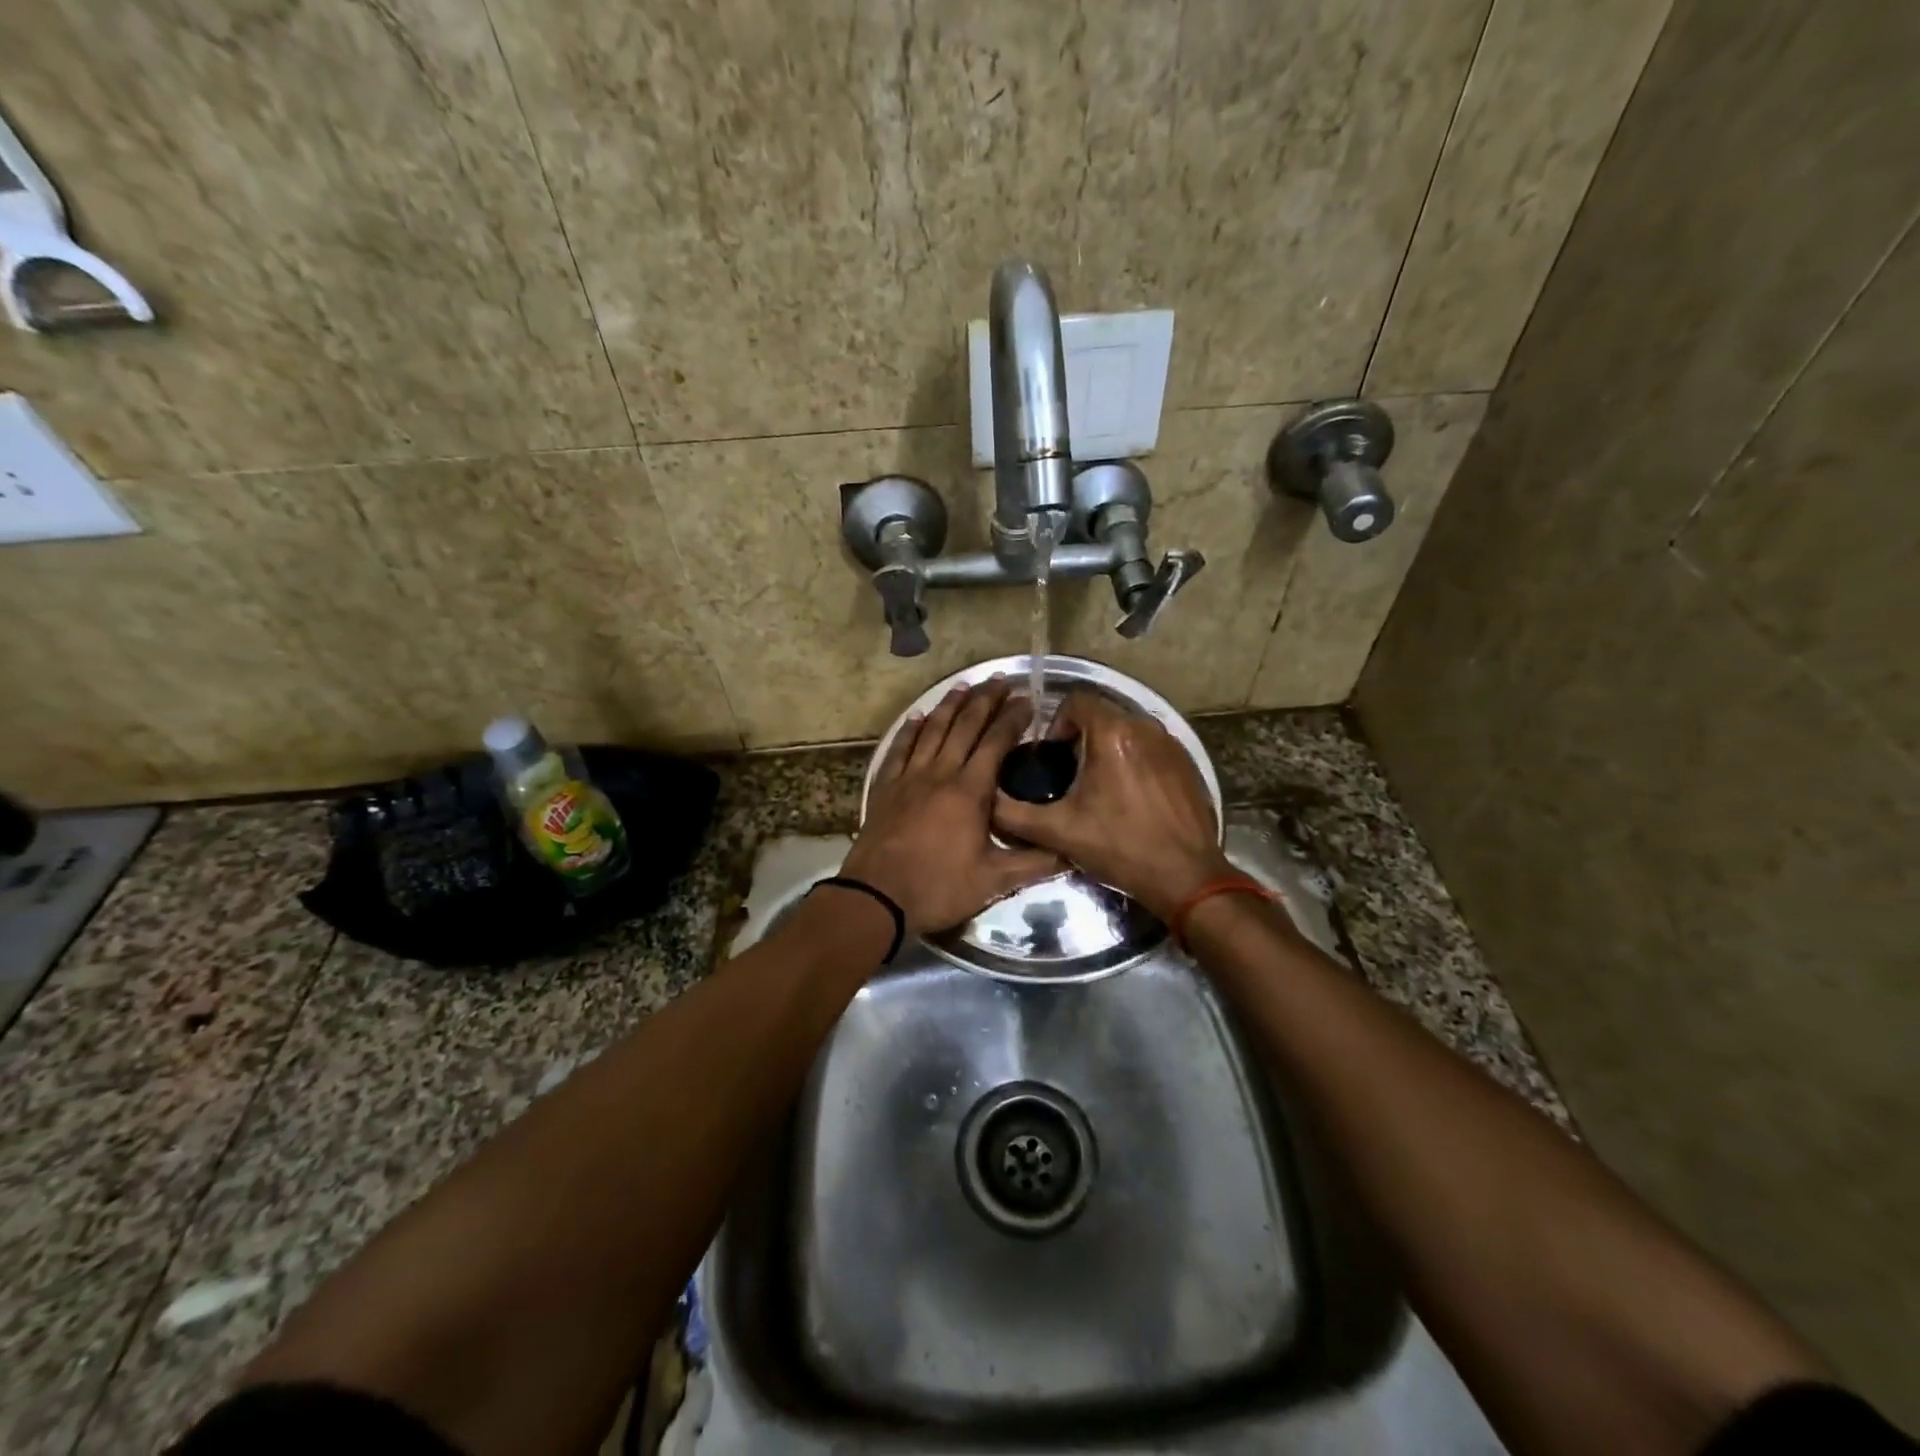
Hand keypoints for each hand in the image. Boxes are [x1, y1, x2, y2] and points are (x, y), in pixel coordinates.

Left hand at [840, 679, 1062, 935]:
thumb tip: (1071, 852)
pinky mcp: (885, 787)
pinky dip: (910, 730)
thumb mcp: (993, 882)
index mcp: (969, 791)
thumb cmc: (937, 887)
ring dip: (949, 706)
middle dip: (984, 701)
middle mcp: (940, 773)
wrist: (876, 897)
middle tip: (999, 680)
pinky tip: (917, 717)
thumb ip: (1033, 864)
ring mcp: (909, 777)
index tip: (1027, 700)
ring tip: (964, 686)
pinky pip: (899, 749)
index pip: (995, 743)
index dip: (1012, 719)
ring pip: (932, 730)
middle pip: (964, 727)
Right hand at [992, 689, 1231, 921]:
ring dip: (1108, 749)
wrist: (1186, 876)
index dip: (1057, 723)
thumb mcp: (1058, 831)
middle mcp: (1145, 727)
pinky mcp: (1187, 764)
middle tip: (1069, 775)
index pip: (1076, 700)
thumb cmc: (1120, 847)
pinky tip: (1130, 798)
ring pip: (1128, 731)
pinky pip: (1151, 748)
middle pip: (1103, 714)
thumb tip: (988, 801)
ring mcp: (1171, 744)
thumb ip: (1013, 813)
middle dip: (1081, 737)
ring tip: (1098, 788)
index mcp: (1112, 733)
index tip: (1052, 757)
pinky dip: (1134, 762)